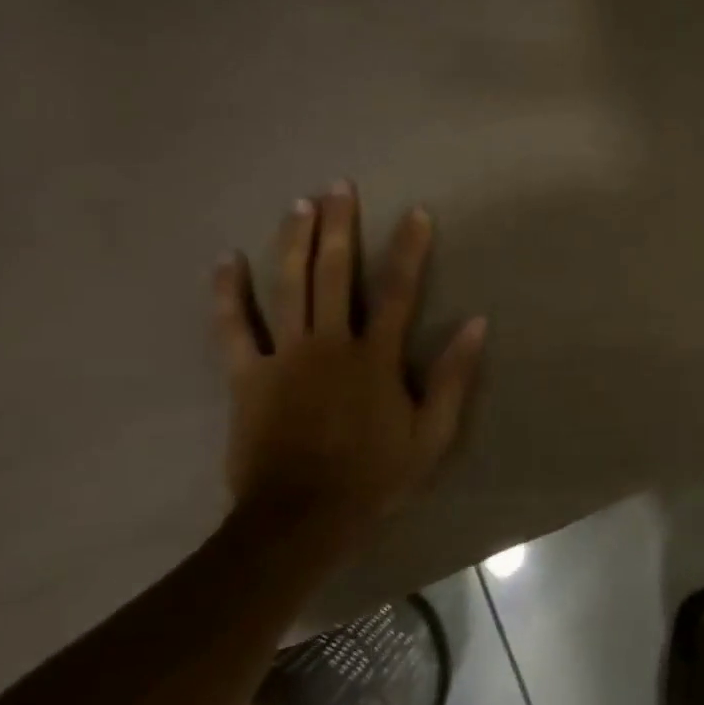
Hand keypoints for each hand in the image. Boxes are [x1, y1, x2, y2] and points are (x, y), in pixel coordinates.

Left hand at [213, 181, 485, 528]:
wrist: (301, 517)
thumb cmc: (376, 476)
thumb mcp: (433, 433)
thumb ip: (454, 377)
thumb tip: (477, 323)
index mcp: (376, 357)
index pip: (399, 290)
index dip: (410, 249)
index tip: (417, 213)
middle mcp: (331, 343)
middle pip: (336, 273)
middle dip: (339, 226)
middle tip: (338, 187)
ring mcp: (285, 356)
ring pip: (288, 286)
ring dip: (293, 242)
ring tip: (298, 204)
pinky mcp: (247, 375)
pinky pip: (233, 327)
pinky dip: (227, 293)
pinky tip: (226, 260)